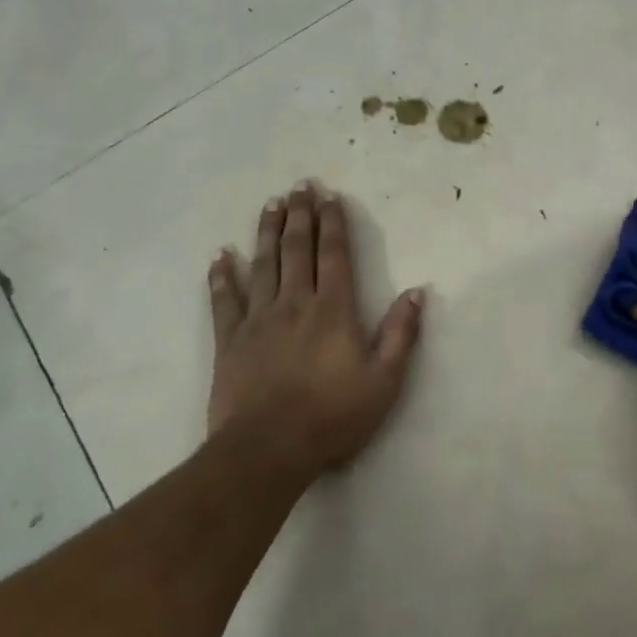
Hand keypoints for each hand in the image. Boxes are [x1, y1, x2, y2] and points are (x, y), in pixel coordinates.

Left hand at [207, 183, 423, 482]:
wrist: (268, 450)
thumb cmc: (332, 417)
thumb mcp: (384, 381)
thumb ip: (401, 334)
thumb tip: (416, 292)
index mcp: (333, 310)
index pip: (334, 255)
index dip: (332, 223)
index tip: (329, 196)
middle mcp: (295, 303)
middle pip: (297, 249)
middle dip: (300, 215)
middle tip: (299, 186)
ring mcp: (258, 319)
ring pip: (262, 265)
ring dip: (267, 232)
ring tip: (270, 204)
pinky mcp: (230, 341)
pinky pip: (224, 300)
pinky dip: (221, 276)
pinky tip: (220, 255)